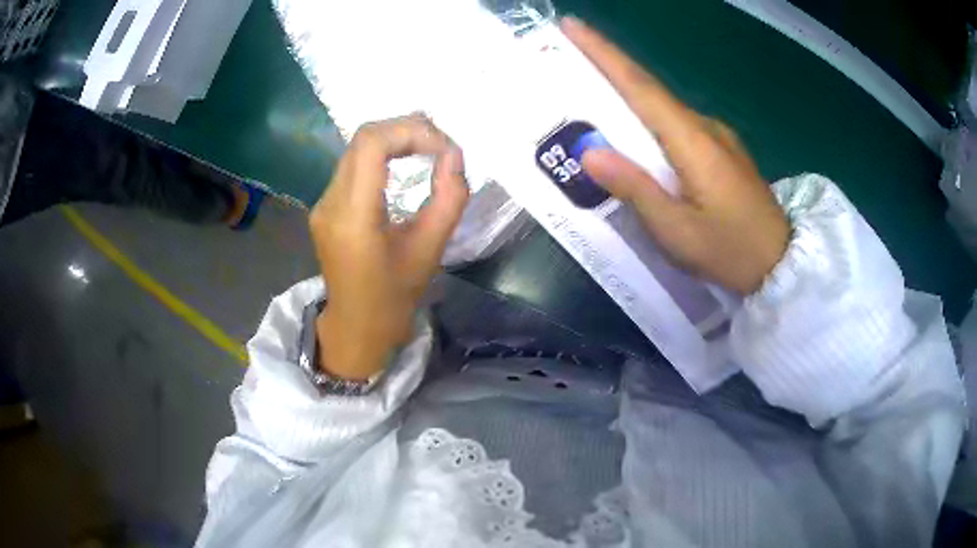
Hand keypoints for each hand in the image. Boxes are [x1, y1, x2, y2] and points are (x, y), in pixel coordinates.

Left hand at [310, 115, 468, 379]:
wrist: (356, 325)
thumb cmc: (395, 297)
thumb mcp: (430, 250)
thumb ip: (449, 199)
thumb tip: (454, 156)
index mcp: (353, 217)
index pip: (371, 144)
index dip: (410, 132)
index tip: (443, 147)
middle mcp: (329, 202)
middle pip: (363, 139)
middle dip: (405, 130)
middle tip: (440, 142)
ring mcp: (322, 203)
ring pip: (356, 148)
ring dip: (394, 139)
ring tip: (427, 148)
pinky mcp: (324, 206)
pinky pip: (353, 165)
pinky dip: (382, 155)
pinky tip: (403, 164)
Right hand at [563, 17, 789, 294]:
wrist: (782, 265)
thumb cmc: (731, 252)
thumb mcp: (678, 232)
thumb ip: (636, 189)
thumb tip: (591, 153)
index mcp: (694, 142)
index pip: (641, 87)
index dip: (605, 53)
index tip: (573, 25)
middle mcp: (705, 128)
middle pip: (649, 90)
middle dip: (608, 67)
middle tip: (569, 55)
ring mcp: (718, 138)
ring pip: (663, 108)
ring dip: (627, 96)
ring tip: (592, 96)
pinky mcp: (722, 151)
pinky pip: (677, 126)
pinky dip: (649, 121)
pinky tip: (637, 135)